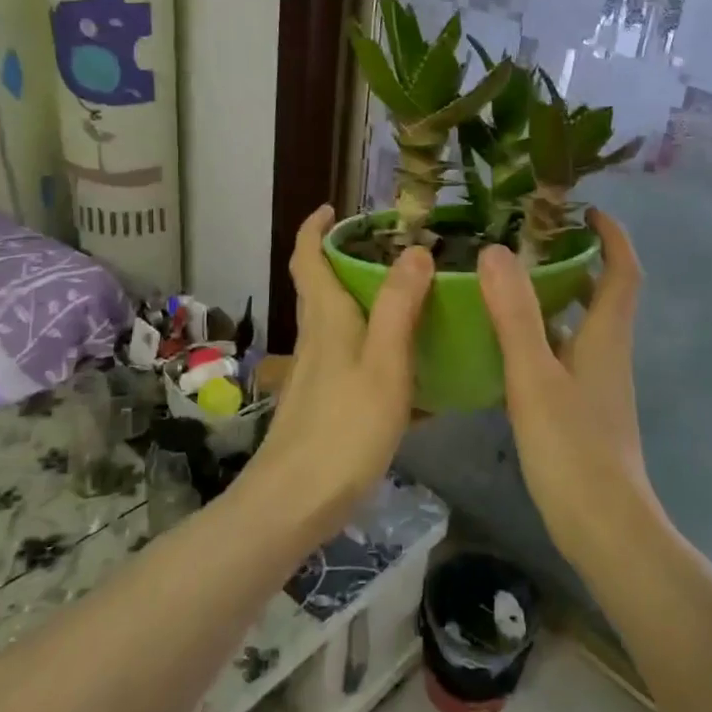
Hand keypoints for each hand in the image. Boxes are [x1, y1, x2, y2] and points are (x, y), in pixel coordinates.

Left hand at [245, 205, 432, 539]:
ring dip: (366, 301)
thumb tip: (415, 249)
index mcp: (327, 318)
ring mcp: (317, 372)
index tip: (335, 208)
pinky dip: (377, 347)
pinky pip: (353, 358)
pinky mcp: (325, 402)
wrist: (296, 503)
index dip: (316, 228)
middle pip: (322, 286)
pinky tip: (411, 368)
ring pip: (339, 322)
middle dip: (348, 259)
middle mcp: (316, 337)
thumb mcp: (384, 363)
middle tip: (395, 250)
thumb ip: (400, 306)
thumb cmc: (344, 427)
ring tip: (413, 298)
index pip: (307, 257)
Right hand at [478, 209, 660, 562]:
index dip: (613, 236)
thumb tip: (495, 251)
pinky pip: (566, 356)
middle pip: (603, 295)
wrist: (603, 527)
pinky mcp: (584, 410)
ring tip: (511, 285)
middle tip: (533, 243)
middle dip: (578, 262)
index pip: (623, 271)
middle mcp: (609, 353)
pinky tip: (507, 348)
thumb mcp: (535, 376)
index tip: (587, 209)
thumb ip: (515, 315)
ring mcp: (598, 385)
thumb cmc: (573, 448)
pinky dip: (544, 338)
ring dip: (557, 299)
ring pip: (582, 327)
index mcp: (606, 336)